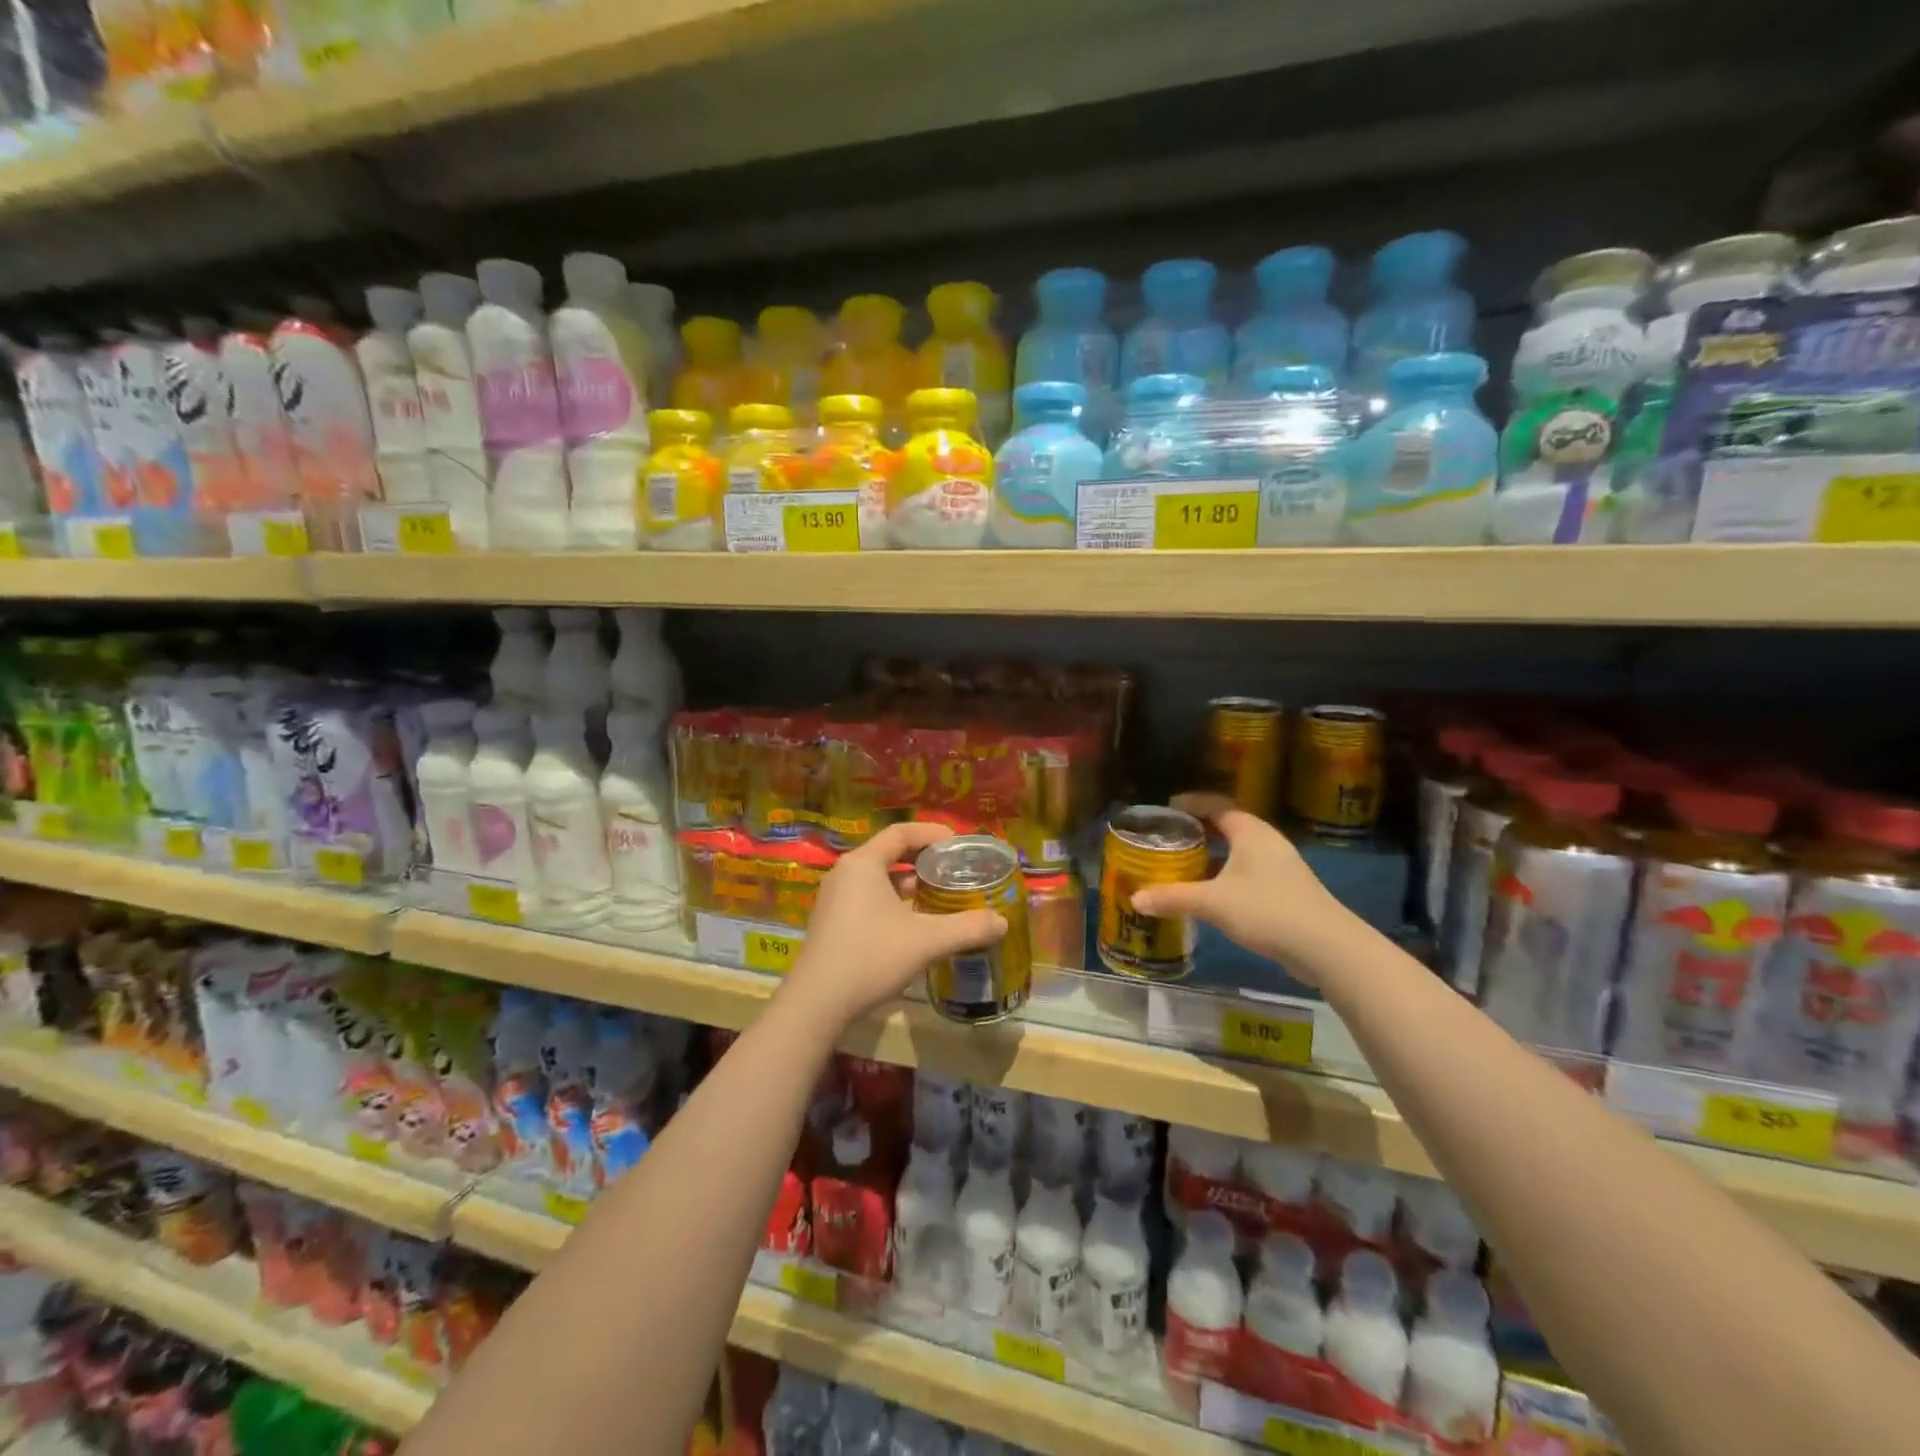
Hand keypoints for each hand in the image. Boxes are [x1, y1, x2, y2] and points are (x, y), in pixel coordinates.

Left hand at [781, 821, 1006, 1031]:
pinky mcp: (833, 923)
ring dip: (911, 886)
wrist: (817, 1004)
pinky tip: (917, 925)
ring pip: (880, 880)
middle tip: (955, 870)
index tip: (959, 843)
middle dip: (925, 861)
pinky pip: (870, 900)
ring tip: (942, 897)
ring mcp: (835, 900)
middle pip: (890, 854)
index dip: (932, 834)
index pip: (901, 833)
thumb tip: (1002, 922)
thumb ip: (967, 928)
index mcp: (863, 864)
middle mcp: (845, 874)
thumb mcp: (926, 941)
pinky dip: (895, 903)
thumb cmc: (871, 958)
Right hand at [1129, 793, 1352, 980]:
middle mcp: (1267, 842)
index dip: (1191, 804)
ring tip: (1184, 865)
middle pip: (1228, 826)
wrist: (1327, 948)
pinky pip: (1248, 872)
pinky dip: (1226, 875)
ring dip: (1213, 856)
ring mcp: (1281, 867)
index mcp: (1250, 831)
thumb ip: (1173, 897)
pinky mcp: (1287, 891)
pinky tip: (1211, 895)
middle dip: (1199, 831)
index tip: (1167, 807)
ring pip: (1239, 852)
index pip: (1216, 805)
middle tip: (1169, 838)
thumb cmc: (1267, 910)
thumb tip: (1135, 899)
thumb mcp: (1213, 902)